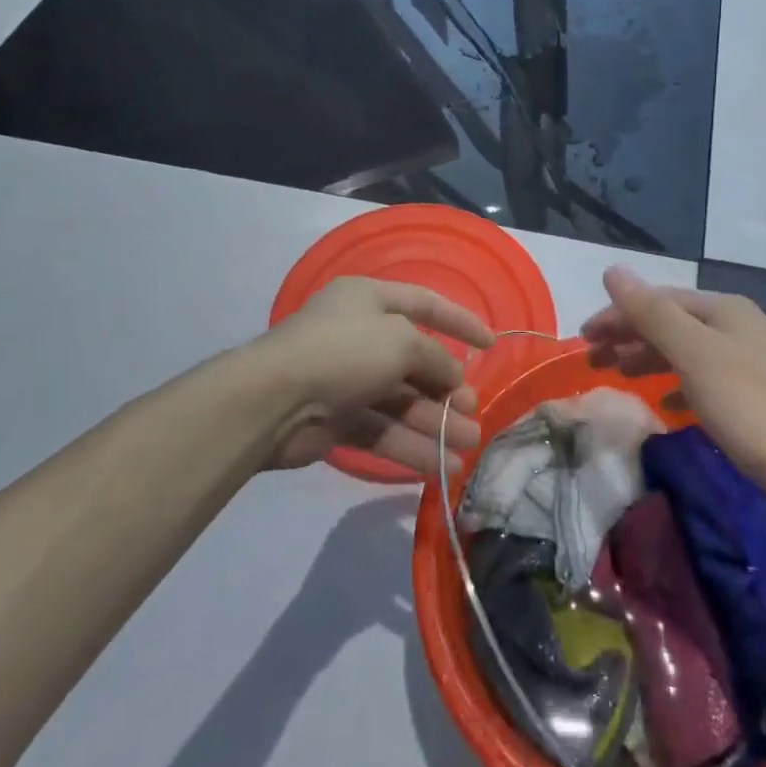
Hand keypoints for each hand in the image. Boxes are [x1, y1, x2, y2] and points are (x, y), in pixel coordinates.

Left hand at [252, 277, 493, 477]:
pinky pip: (383, 430)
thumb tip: (453, 376)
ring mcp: (348, 378)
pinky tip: (439, 466)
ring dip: (436, 424)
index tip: (491, 344)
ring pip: (402, 401)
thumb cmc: (344, 351)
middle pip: (415, 361)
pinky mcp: (338, 419)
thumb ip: (435, 358)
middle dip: (447, 389)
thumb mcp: (401, 341)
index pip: (425, 304)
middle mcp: (360, 335)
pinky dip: (410, 446)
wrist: (274, 400)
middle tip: (474, 412)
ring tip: (469, 446)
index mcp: (369, 300)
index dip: (460, 322)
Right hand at [580, 266, 765, 522]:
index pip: (656, 300)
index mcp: (723, 310)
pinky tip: (668, 404)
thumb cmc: (757, 410)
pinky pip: (705, 379)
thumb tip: (613, 270)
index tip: (582, 341)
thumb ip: (652, 314)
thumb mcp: (697, 357)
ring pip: (687, 350)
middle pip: (670, 322)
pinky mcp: (760, 396)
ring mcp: (752, 360)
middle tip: (592, 360)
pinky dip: (679, 385)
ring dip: (649, 358)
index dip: (616, 316)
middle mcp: (738, 326)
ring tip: (619, 375)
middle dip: (629, 336)